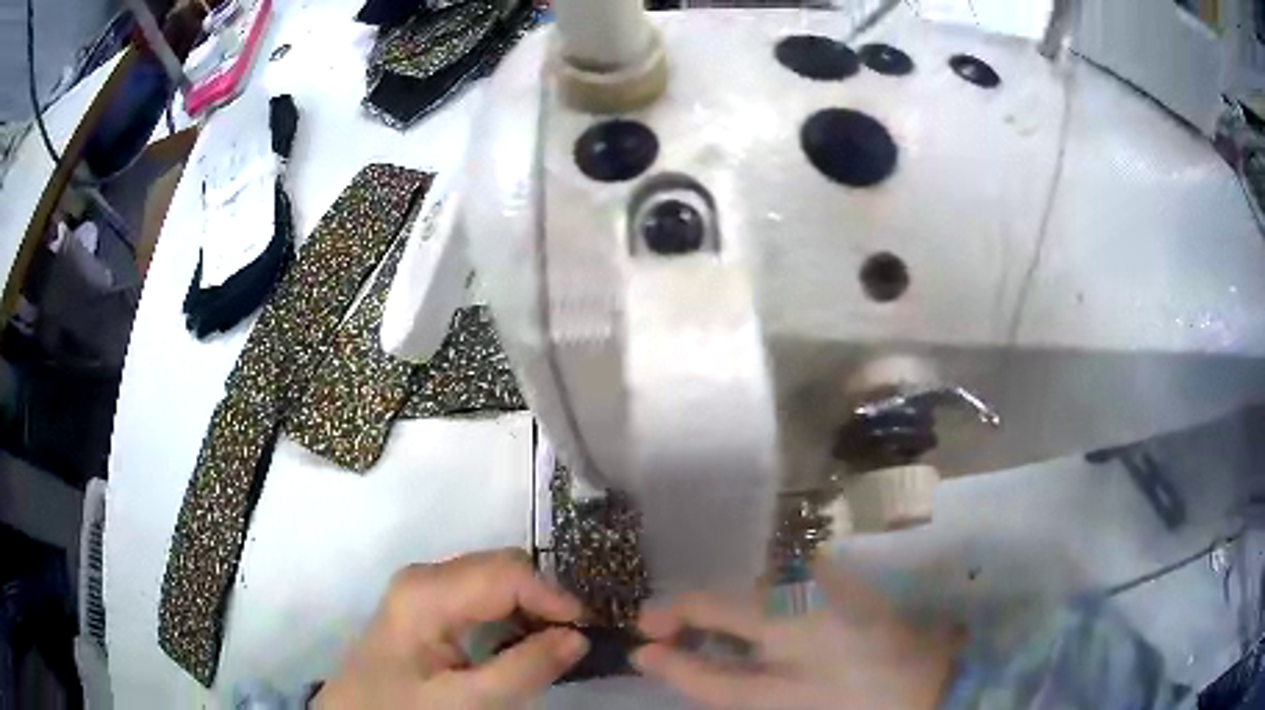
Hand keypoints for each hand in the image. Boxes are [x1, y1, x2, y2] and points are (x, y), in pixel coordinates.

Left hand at [314, 549, 587, 708]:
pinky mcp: (426, 604)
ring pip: (495, 579)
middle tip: (577, 638)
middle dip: (545, 598)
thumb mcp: (466, 701)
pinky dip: (512, 612)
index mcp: (428, 592)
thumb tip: (579, 637)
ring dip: (531, 605)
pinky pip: (481, 594)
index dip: (555, 597)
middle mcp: (426, 576)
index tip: (590, 630)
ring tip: (558, 640)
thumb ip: (523, 669)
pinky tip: (524, 640)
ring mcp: (424, 588)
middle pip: (502, 568)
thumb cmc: (403, 709)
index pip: (507, 573)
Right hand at [632, 557, 958, 709]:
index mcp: (780, 606)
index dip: (668, 615)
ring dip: (729, 615)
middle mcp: (799, 577)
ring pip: (756, 590)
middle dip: (698, 617)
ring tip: (715, 645)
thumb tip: (648, 656)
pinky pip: (783, 589)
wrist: (926, 683)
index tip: (643, 637)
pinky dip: (761, 611)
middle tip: (676, 646)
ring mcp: (824, 576)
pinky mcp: (841, 582)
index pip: (705, 600)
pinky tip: (763, 638)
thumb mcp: (769, 699)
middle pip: (730, 591)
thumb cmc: (845, 699)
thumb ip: (706, 678)